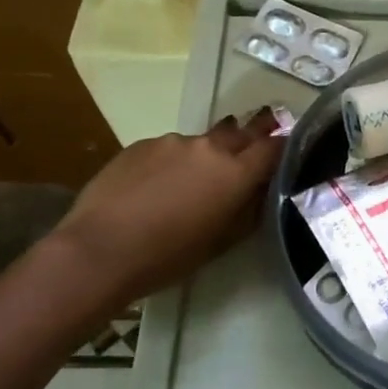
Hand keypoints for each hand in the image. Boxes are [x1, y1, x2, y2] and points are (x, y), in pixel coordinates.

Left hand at [53, 108, 284, 306]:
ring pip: (202, 142)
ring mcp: (172, 141)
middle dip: (250, 139)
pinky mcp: (141, 144)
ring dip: (206, 155)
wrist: (99, 249)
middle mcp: (209, 147)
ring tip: (191, 181)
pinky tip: (155, 186)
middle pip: (241, 132)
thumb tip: (261, 191)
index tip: (288, 151)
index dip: (284, 146)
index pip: (274, 146)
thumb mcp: (222, 242)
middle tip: (249, 153)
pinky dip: (172, 162)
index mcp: (236, 172)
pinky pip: (168, 148)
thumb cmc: (168, 256)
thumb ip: (248, 210)